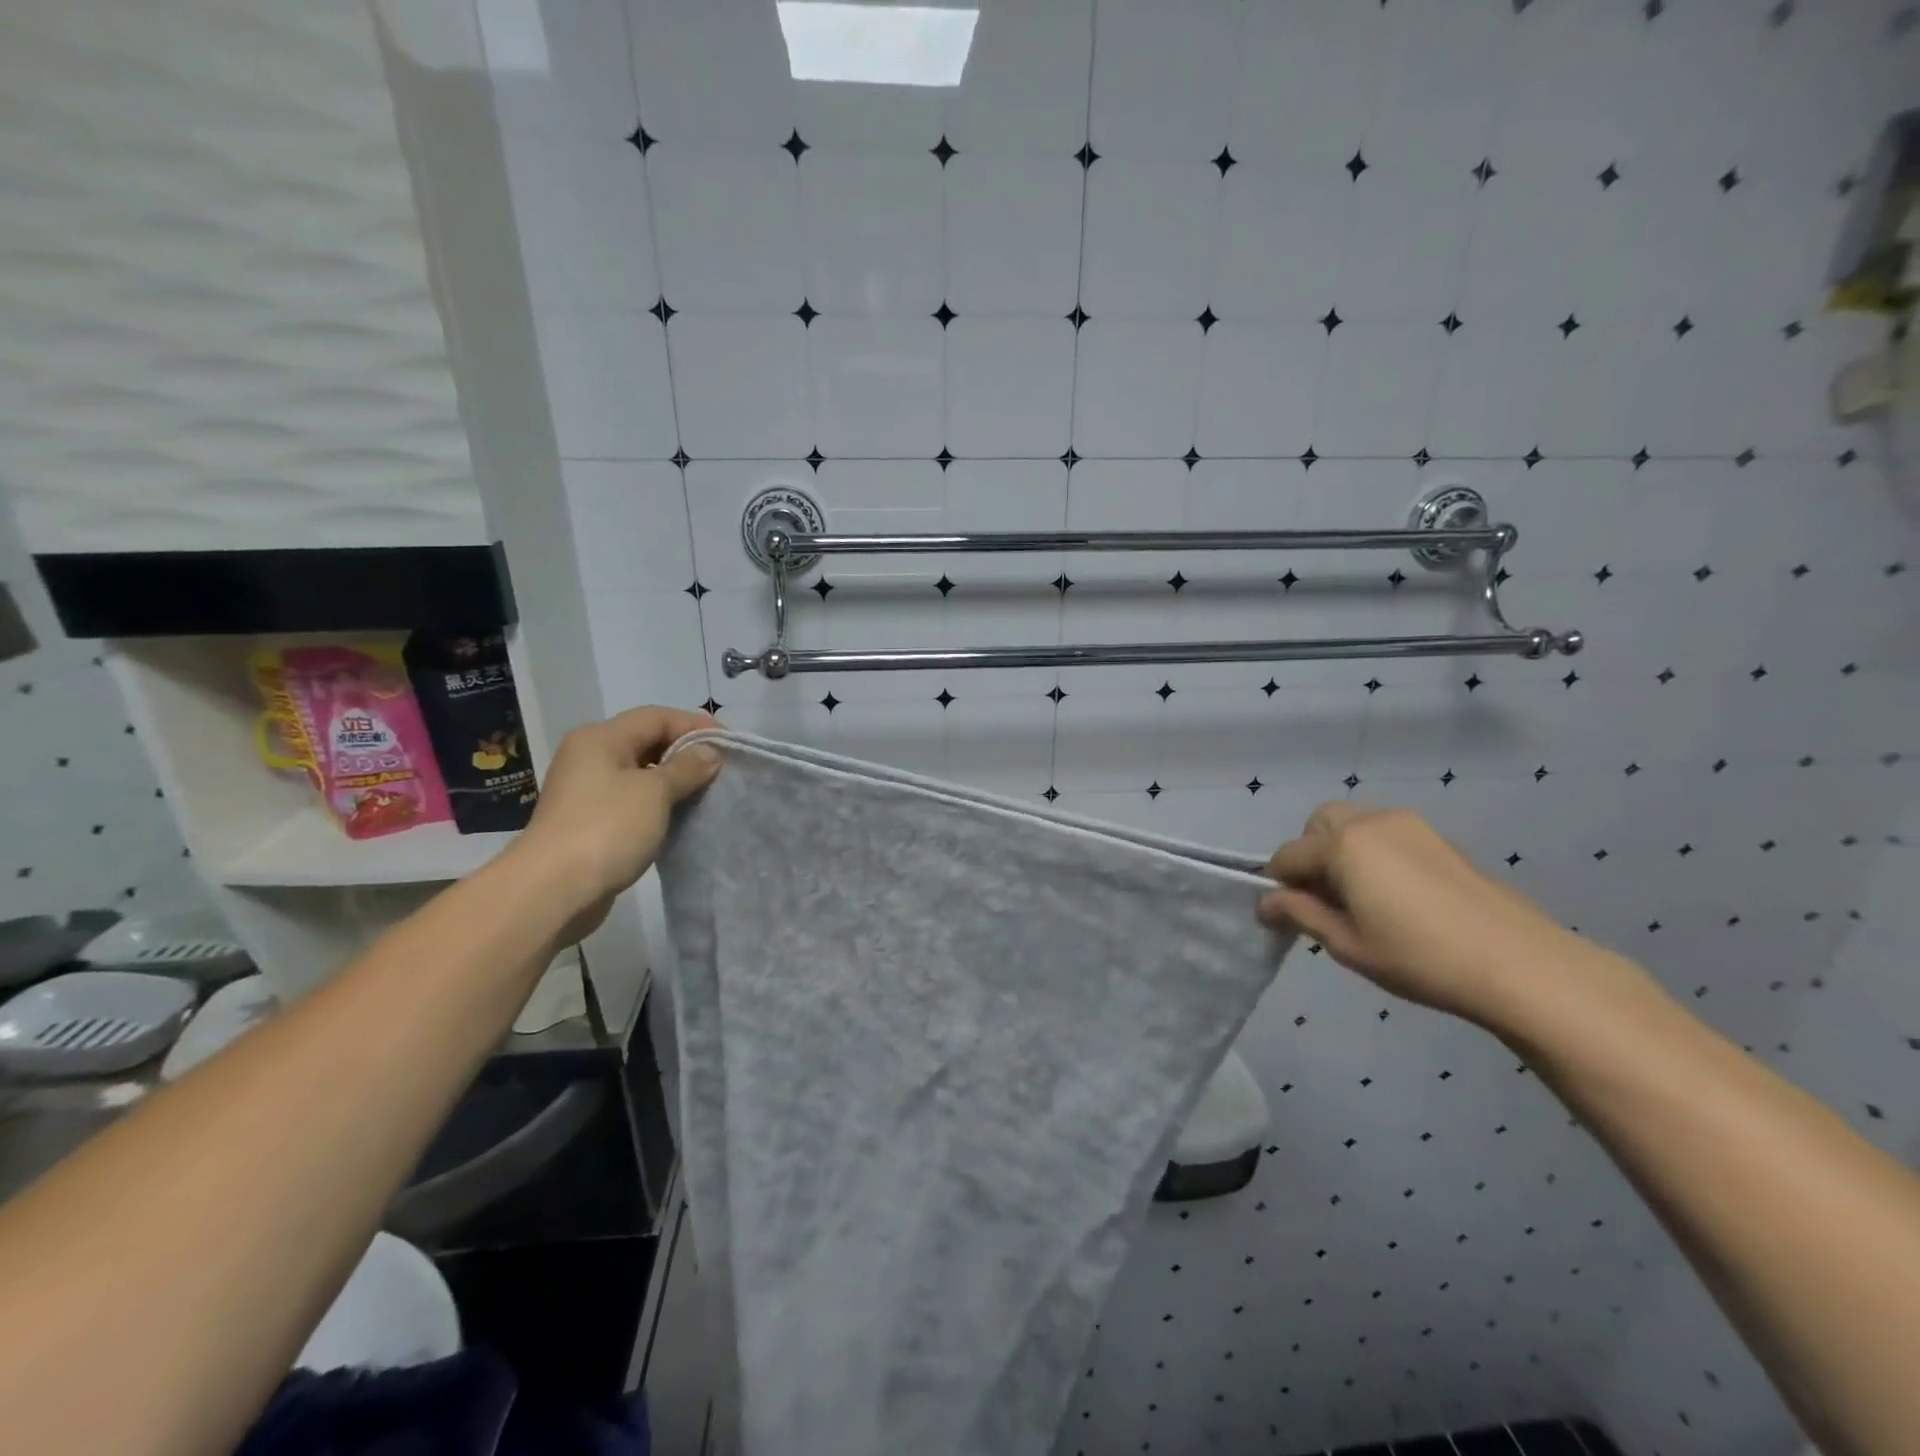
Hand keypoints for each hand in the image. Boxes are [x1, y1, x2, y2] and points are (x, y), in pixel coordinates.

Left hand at [513, 706, 720, 929]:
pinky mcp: (591, 822)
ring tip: (708, 793)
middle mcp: (590, 756)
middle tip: (723, 770)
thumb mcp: (655, 792)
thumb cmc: (607, 828)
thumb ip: (687, 767)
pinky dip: (659, 804)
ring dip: (674, 780)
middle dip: (687, 753)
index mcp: (601, 738)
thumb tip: (709, 753)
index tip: (731, 746)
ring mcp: (587, 791)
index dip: (696, 726)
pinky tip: (681, 817)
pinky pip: (633, 801)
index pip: (657, 717)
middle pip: (647, 741)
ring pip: (641, 773)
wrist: (553, 890)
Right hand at [1257, 803, 1582, 1025]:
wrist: (1520, 964)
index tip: (1281, 920)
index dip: (1277, 887)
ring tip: (1359, 899)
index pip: (1288, 856)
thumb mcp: (1348, 944)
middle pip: (1318, 826)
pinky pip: (1387, 835)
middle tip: (1323, 901)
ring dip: (1341, 851)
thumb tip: (1266, 903)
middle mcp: (1372, 821)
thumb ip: (1301, 914)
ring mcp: (1410, 826)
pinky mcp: (1440, 839)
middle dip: (1309, 856)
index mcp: (1343, 844)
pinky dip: (1373, 854)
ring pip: (1354, 824)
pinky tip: (1395, 897)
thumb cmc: (1419, 957)